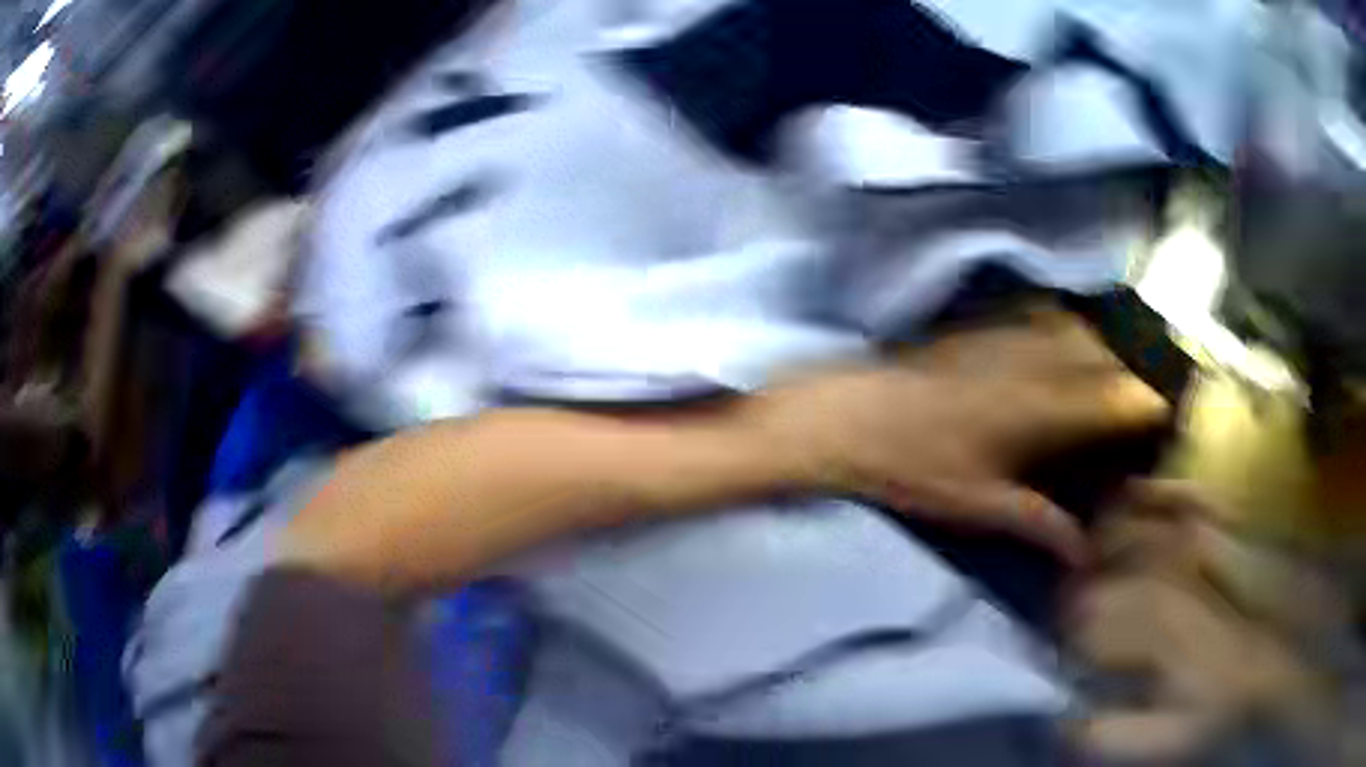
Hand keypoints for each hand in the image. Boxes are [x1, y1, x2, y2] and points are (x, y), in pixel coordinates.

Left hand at [746, 310, 1168, 564]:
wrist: (849, 415)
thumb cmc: (916, 467)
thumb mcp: (981, 505)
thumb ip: (1040, 524)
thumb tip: (1082, 554)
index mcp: (1044, 407)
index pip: (1117, 396)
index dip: (1147, 406)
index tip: (1162, 421)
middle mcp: (1036, 360)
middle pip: (1106, 356)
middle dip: (1130, 377)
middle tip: (1137, 407)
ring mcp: (1007, 335)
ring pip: (1077, 330)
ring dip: (1101, 350)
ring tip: (1108, 378)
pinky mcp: (982, 326)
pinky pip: (1040, 316)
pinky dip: (1064, 329)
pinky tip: (1062, 347)